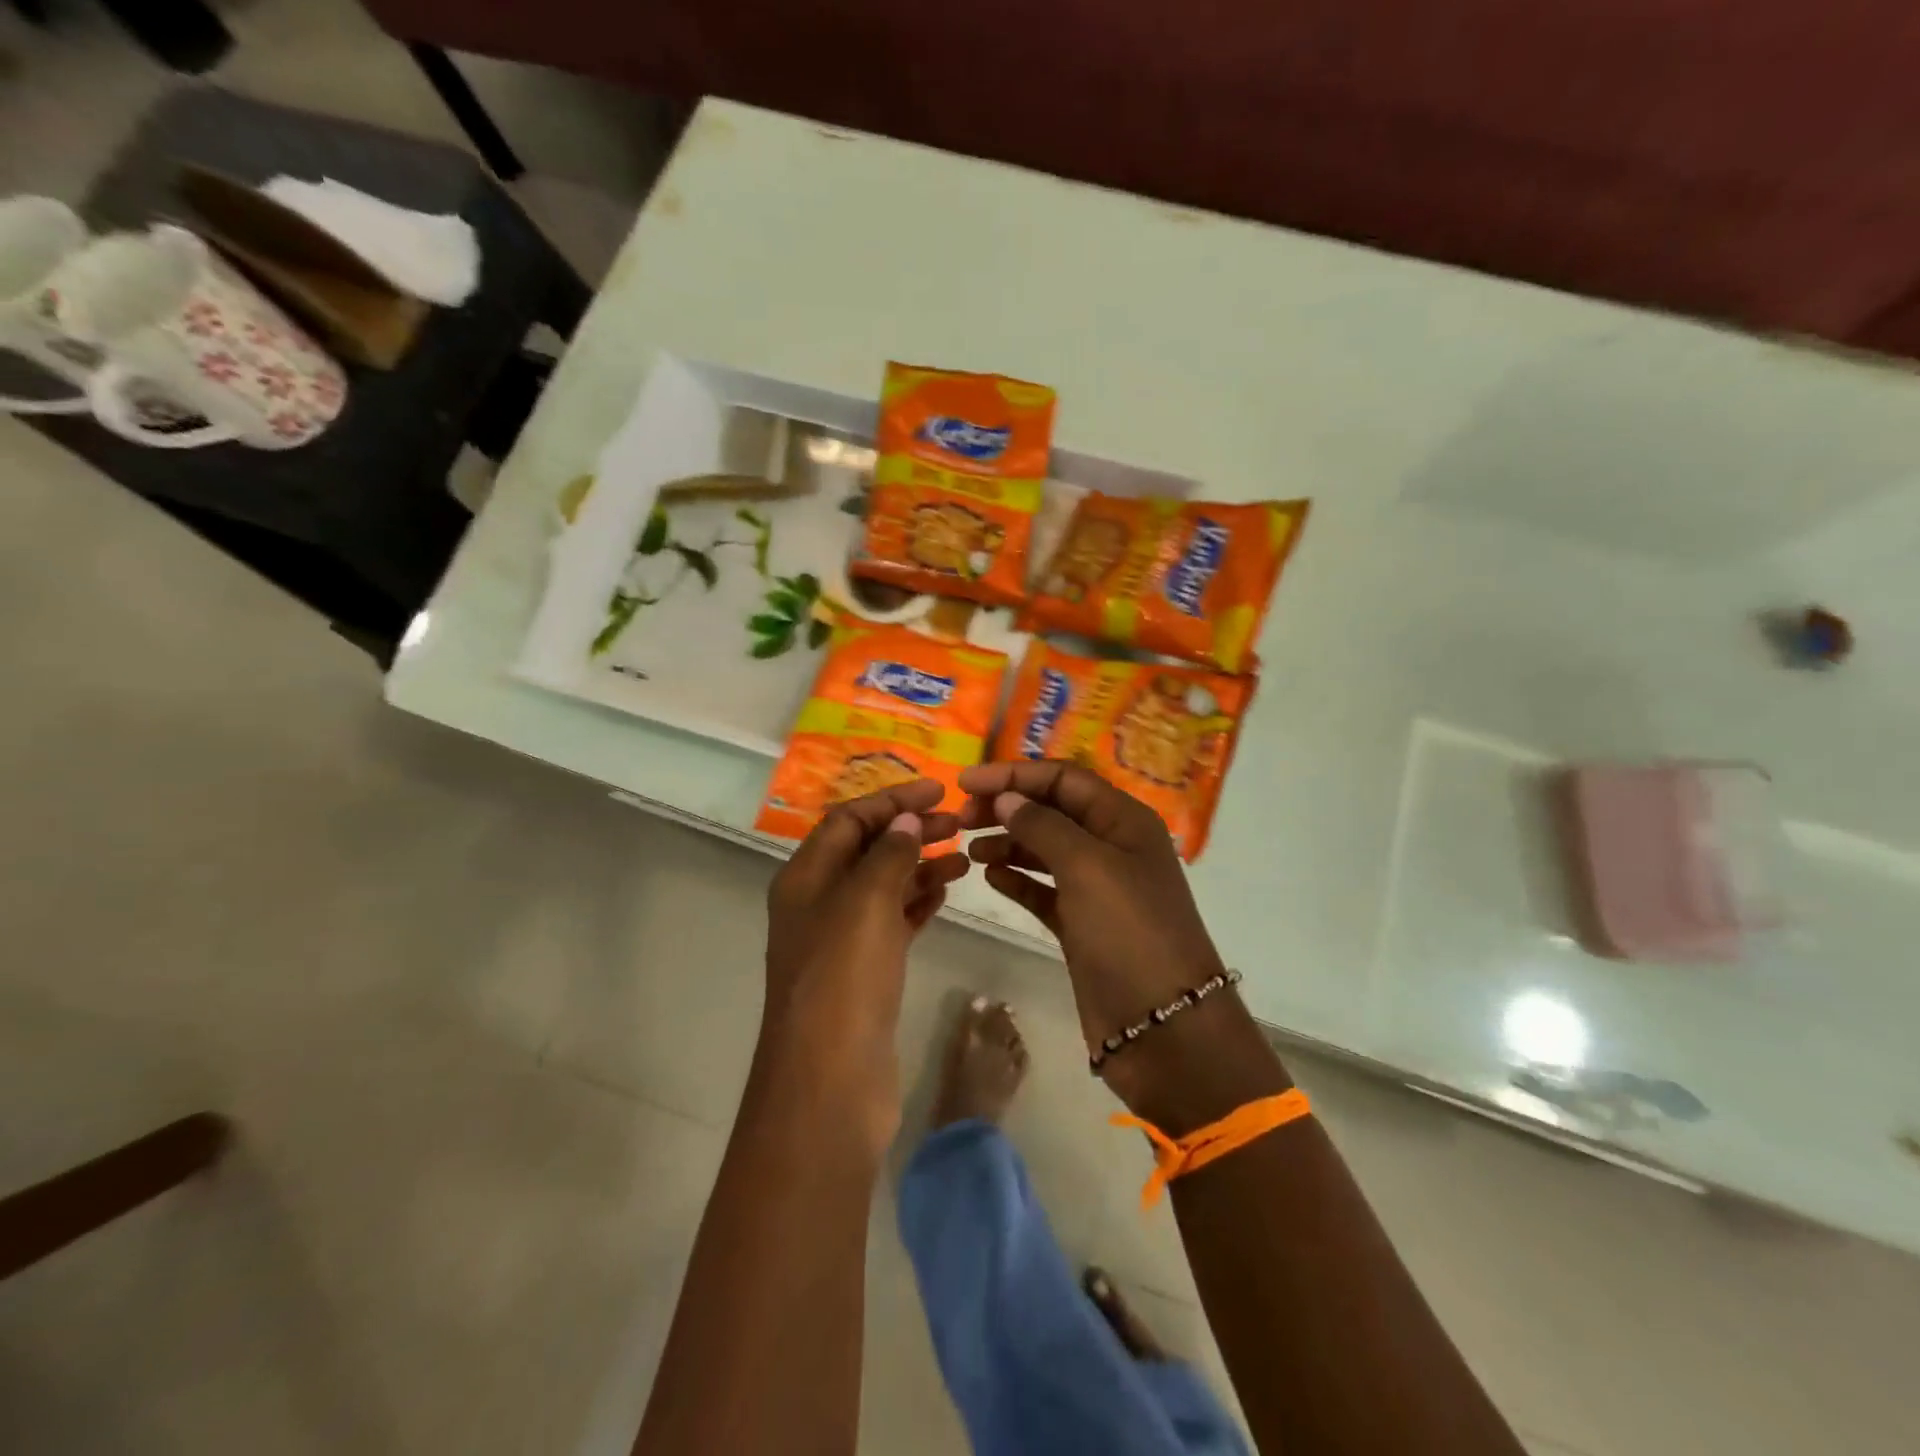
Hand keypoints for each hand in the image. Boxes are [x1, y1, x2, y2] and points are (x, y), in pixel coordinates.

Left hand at [761, 778, 969, 1139]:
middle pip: (867, 849)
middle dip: (911, 830)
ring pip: (884, 885)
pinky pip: (894, 921)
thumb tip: (905, 820)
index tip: (939, 789)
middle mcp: (819, 902)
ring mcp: (841, 939)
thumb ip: (888, 854)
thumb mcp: (865, 902)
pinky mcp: (865, 972)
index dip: (892, 800)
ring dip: (921, 864)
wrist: (829, 1081)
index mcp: (806, 877)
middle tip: (960, 821)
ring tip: (965, 855)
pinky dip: (919, 902)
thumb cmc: (843, 979)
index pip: (849, 819)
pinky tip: (948, 891)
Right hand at [959, 761, 1275, 1122]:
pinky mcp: (1082, 924)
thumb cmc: (1129, 932)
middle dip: (1008, 806)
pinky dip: (1018, 879)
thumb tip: (1008, 797)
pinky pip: (1044, 889)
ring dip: (1008, 842)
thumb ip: (1043, 825)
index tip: (966, 781)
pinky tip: (990, 877)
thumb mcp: (1087, 867)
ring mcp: (1098, 887)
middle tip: (962, 816)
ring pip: (1045, 849)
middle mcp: (1112, 846)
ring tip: (970, 848)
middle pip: (1052, 810)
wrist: (1164, 1027)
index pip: (1063, 778)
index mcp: (1123, 819)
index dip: (1014, 774)